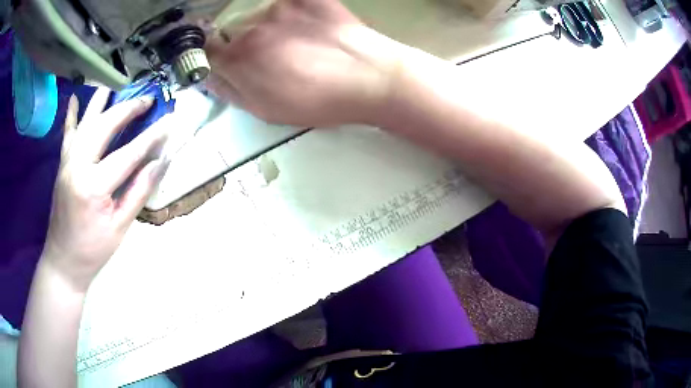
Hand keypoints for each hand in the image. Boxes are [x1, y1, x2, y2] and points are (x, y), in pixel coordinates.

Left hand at [42, 88, 168, 292]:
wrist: (64, 261)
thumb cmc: (93, 250)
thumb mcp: (120, 227)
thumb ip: (139, 191)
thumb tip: (160, 163)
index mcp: (93, 186)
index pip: (128, 154)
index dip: (152, 137)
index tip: (171, 120)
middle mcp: (77, 166)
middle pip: (104, 127)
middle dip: (127, 110)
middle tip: (147, 100)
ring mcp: (67, 162)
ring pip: (85, 123)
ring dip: (101, 102)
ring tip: (114, 85)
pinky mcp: (61, 165)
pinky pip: (67, 134)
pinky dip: (71, 115)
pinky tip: (73, 98)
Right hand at [205, 0, 403, 126]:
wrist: (370, 78)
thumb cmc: (319, 102)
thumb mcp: (267, 111)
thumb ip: (232, 92)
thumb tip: (210, 77)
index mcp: (240, 60)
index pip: (206, 50)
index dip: (214, 55)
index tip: (224, 59)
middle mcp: (252, 28)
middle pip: (234, 31)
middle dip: (244, 42)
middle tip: (275, 54)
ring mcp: (280, 8)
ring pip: (260, 14)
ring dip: (271, 26)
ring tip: (301, 40)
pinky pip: (288, 2)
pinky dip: (292, 11)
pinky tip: (310, 24)